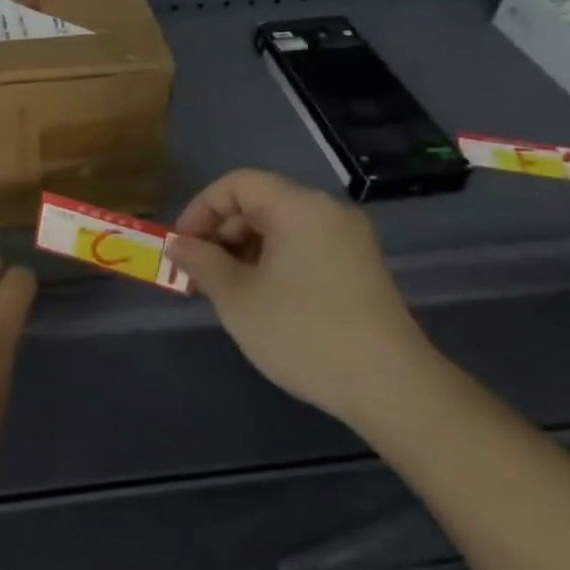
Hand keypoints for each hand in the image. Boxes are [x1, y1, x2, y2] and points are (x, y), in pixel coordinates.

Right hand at [164, 169, 431, 423]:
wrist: (391, 386)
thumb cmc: (303, 333)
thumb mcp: (238, 298)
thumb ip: (202, 263)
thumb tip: (178, 245)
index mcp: (298, 205)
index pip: (237, 183)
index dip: (201, 208)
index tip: (183, 246)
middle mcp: (327, 209)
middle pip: (260, 200)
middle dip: (222, 230)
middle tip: (201, 270)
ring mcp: (350, 237)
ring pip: (282, 224)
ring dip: (247, 246)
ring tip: (228, 287)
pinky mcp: (361, 264)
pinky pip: (305, 243)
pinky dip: (275, 258)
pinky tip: (264, 296)